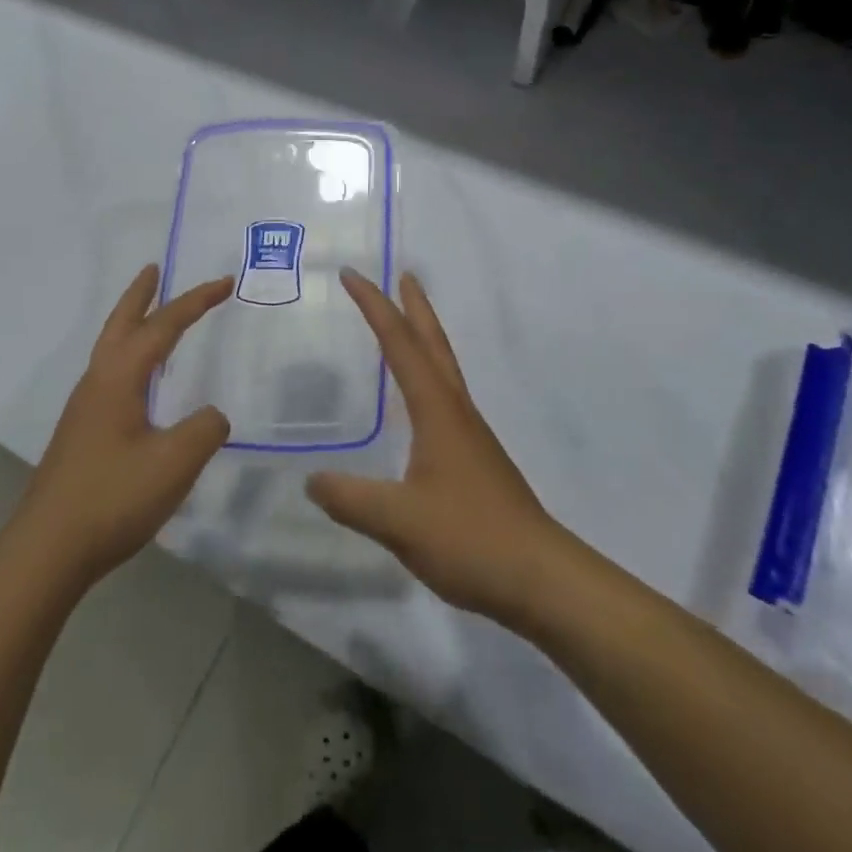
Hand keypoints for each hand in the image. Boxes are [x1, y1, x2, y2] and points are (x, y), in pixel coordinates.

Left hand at [11, 265, 232, 588]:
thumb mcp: (174, 462)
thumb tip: (212, 416)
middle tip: (154, 268)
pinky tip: (141, 381)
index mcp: (119, 377)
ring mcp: (85, 408)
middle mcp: (98, 382)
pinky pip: (110, 374)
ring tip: (151, 315)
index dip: (196, 302)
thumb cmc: (112, 497)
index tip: (225, 282)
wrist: (47, 550)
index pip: (164, 326)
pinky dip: (129, 355)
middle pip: (121, 323)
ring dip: (131, 323)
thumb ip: (204, 429)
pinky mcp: (82, 433)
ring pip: (111, 348)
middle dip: (140, 294)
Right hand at [307, 271, 563, 624]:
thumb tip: (311, 479)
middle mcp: (456, 410)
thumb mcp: (398, 521)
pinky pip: (446, 396)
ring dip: (425, 337)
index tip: (352, 275)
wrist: (540, 577)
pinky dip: (428, 375)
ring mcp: (470, 434)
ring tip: (407, 323)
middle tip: (403, 274)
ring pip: (444, 368)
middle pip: (434, 343)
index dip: (374, 306)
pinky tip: (420, 400)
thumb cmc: (470, 538)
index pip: (399, 344)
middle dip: (415, 306)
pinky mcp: (475, 458)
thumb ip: (350, 499)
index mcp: (437, 409)